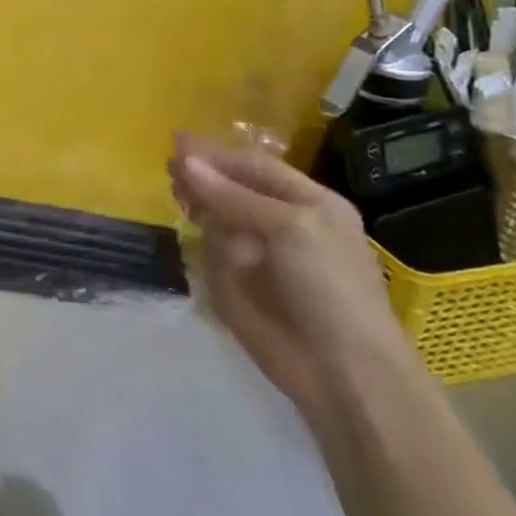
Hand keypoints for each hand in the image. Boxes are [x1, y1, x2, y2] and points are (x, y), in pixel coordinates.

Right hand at [169, 134, 422, 430]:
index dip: (217, 154)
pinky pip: (212, 253)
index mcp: (309, 203)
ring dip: (201, 208)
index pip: (254, 167)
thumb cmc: (329, 287)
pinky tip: (193, 237)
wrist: (344, 372)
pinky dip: (202, 244)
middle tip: (171, 172)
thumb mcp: (288, 227)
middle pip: (232, 189)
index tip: (175, 142)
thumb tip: (183, 160)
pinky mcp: (239, 286)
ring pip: (218, 218)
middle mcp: (283, 224)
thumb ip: (232, 195)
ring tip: (183, 203)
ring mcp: (259, 256)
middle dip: (204, 179)